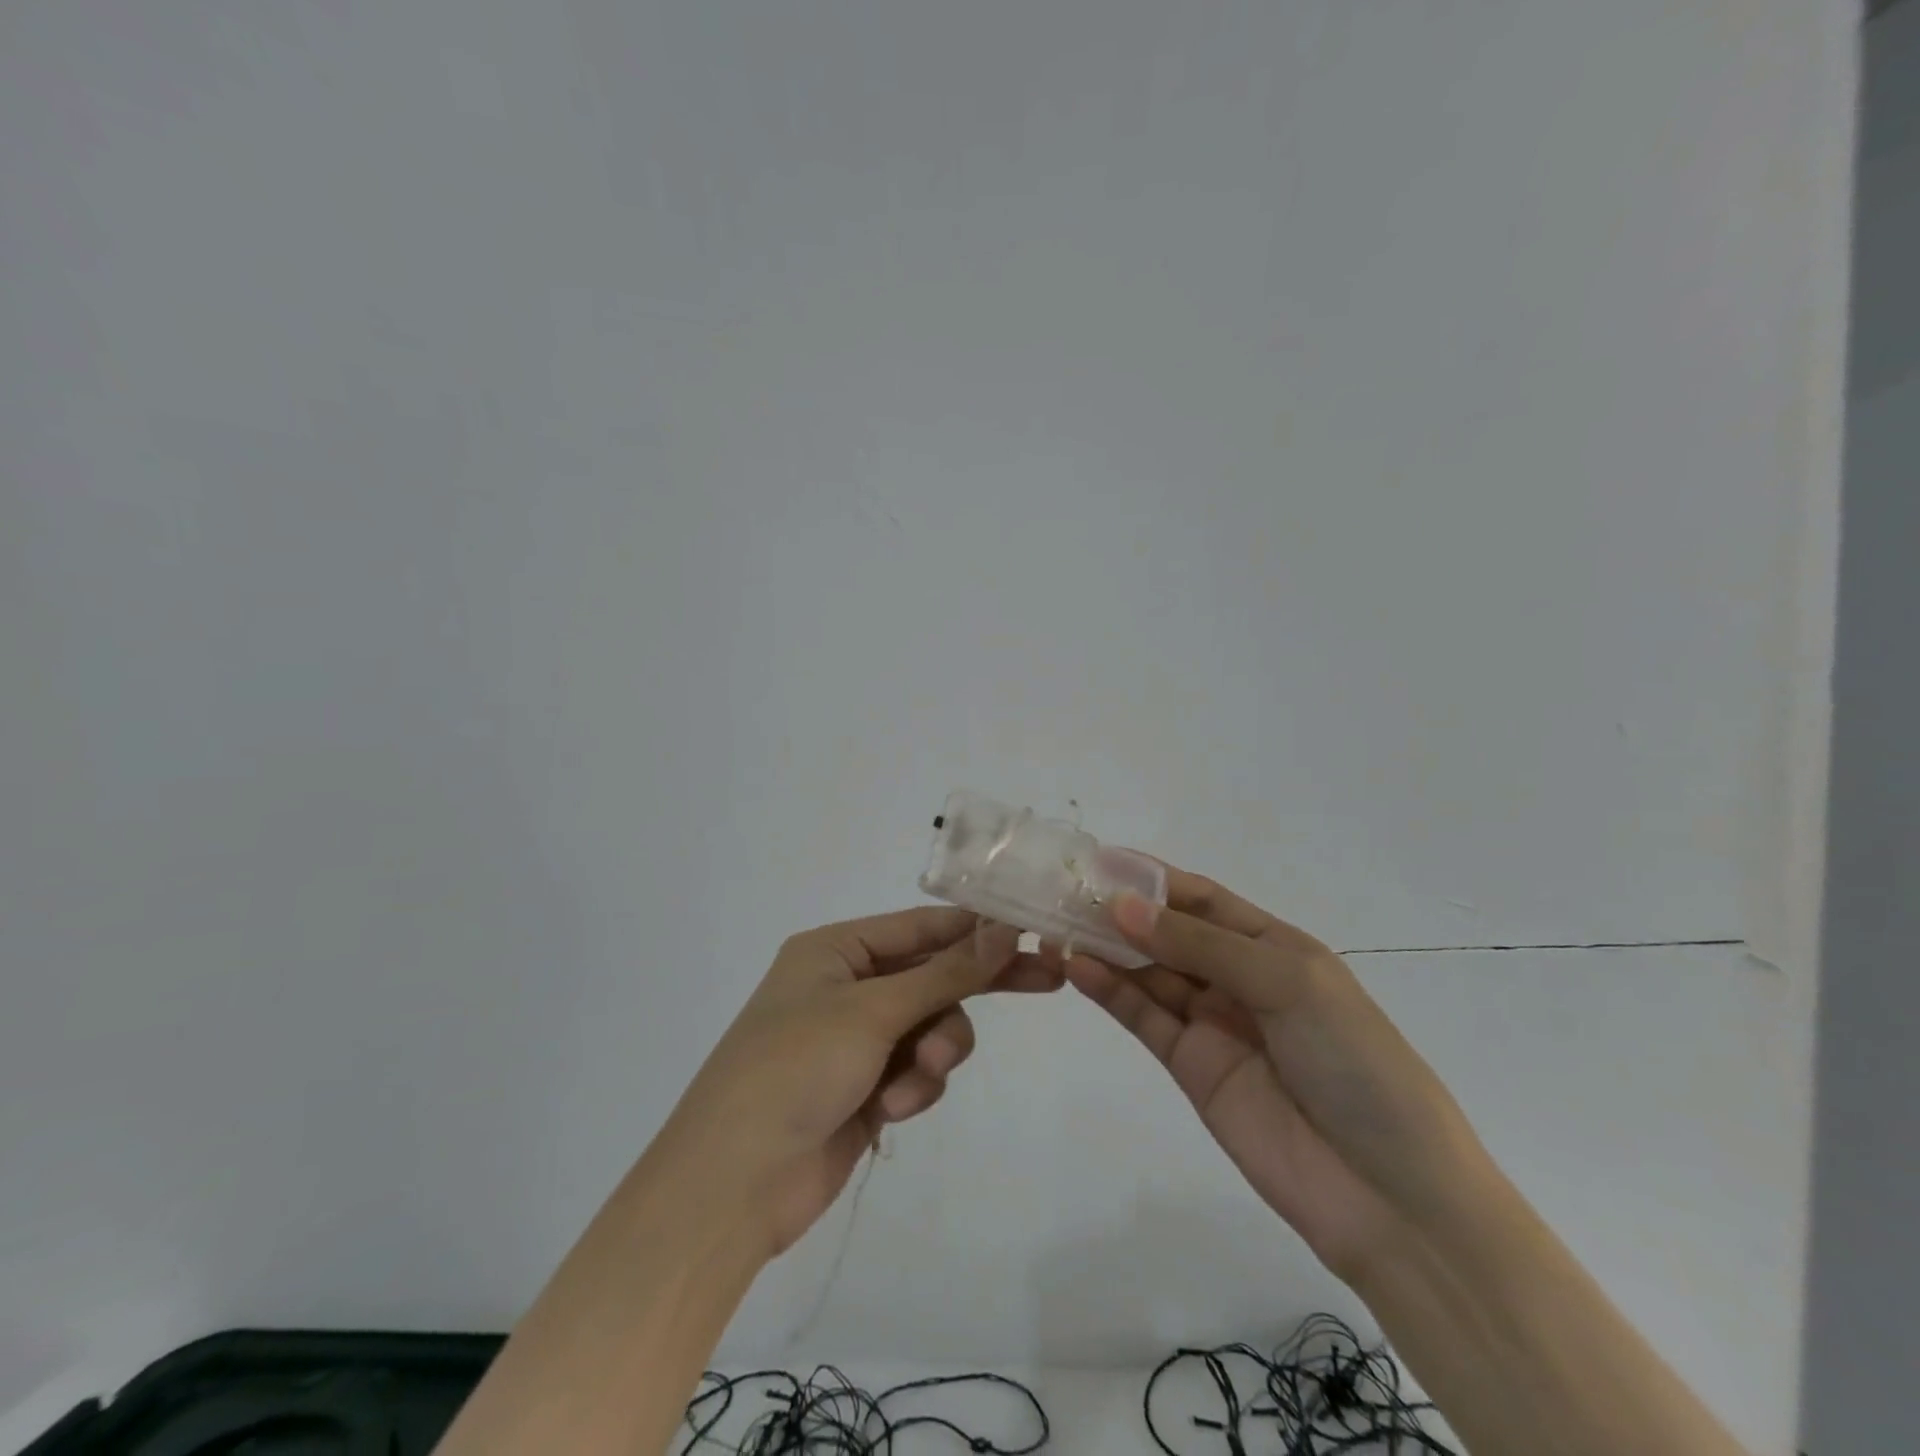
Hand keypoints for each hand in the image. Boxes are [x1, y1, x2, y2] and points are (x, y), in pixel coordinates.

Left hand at [662, 908, 1059, 1257]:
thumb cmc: (795, 1069)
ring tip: (919, 1076)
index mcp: (836, 950)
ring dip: (936, 1050)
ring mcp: (855, 1041)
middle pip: (932, 975)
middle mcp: (846, 987)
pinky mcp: (865, 1089)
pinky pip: (915, 1071)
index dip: (975, 929)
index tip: (1031, 931)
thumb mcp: (873, 1011)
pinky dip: (914, 1088)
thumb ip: (945, 973)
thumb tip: (1004, 928)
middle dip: (975, 986)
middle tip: (1048, 980)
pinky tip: (893, 1110)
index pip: (921, 926)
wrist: (732, 1186)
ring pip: (931, 1028)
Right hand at [1065, 867, 1494, 1283]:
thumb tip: (1121, 907)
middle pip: (1169, 934)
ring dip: (1107, 948)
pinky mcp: (1190, 1067)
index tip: (1099, 860)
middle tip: (1063, 892)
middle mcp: (1239, 978)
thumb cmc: (1355, 1063)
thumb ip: (1201, 945)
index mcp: (1274, 947)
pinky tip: (1077, 967)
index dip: (1153, 879)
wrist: (1390, 1197)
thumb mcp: (1288, 983)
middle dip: (1121, 912)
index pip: (1203, 899)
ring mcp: (1212, 1023)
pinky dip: (1110, 992)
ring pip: (1150, 972)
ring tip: (1057, 925)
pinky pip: (1144, 1018)